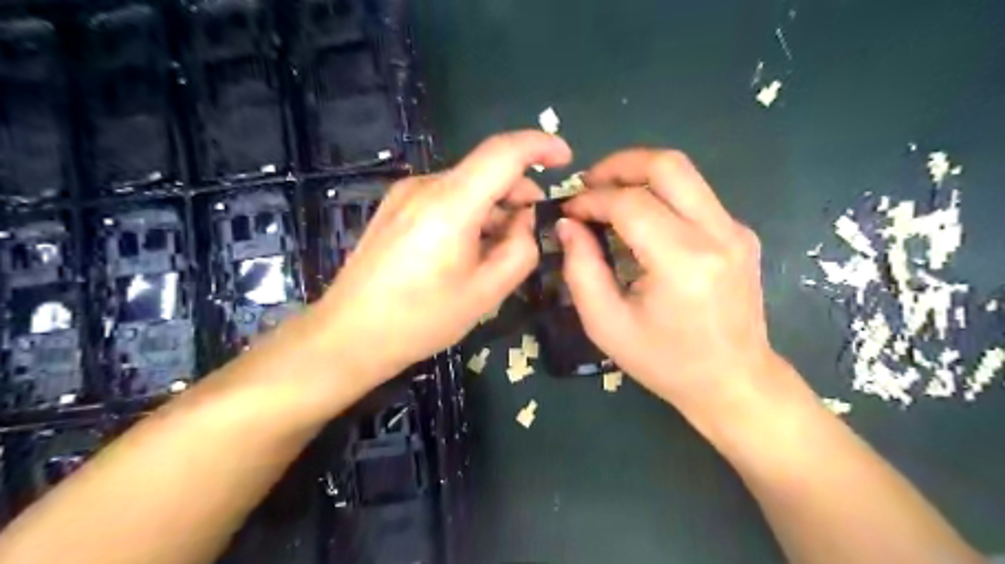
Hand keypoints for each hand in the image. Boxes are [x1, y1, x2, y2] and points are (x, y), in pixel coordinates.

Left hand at [318, 131, 567, 380]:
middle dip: (518, 192)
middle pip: (486, 170)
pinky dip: (469, 213)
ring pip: (466, 186)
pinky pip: (445, 198)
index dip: (541, 146)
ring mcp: (405, 194)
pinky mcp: (394, 208)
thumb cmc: (421, 319)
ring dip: (493, 207)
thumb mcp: (487, 293)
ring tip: (497, 248)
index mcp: (451, 204)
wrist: (349, 335)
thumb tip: (523, 222)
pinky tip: (467, 248)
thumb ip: (520, 250)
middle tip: (530, 230)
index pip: (504, 152)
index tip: (565, 160)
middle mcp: (426, 186)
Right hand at [561, 153, 780, 420]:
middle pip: (668, 165)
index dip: (592, 199)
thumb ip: (581, 269)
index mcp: (683, 262)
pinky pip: (695, 196)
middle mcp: (718, 234)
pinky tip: (639, 221)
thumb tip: (569, 224)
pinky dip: (660, 195)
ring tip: (607, 197)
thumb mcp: (606, 324)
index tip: (568, 210)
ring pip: (685, 174)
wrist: (734, 382)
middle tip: (589, 183)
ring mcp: (736, 230)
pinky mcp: (740, 234)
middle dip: (619, 165)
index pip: (630, 203)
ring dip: (640, 175)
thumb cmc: (665, 362)